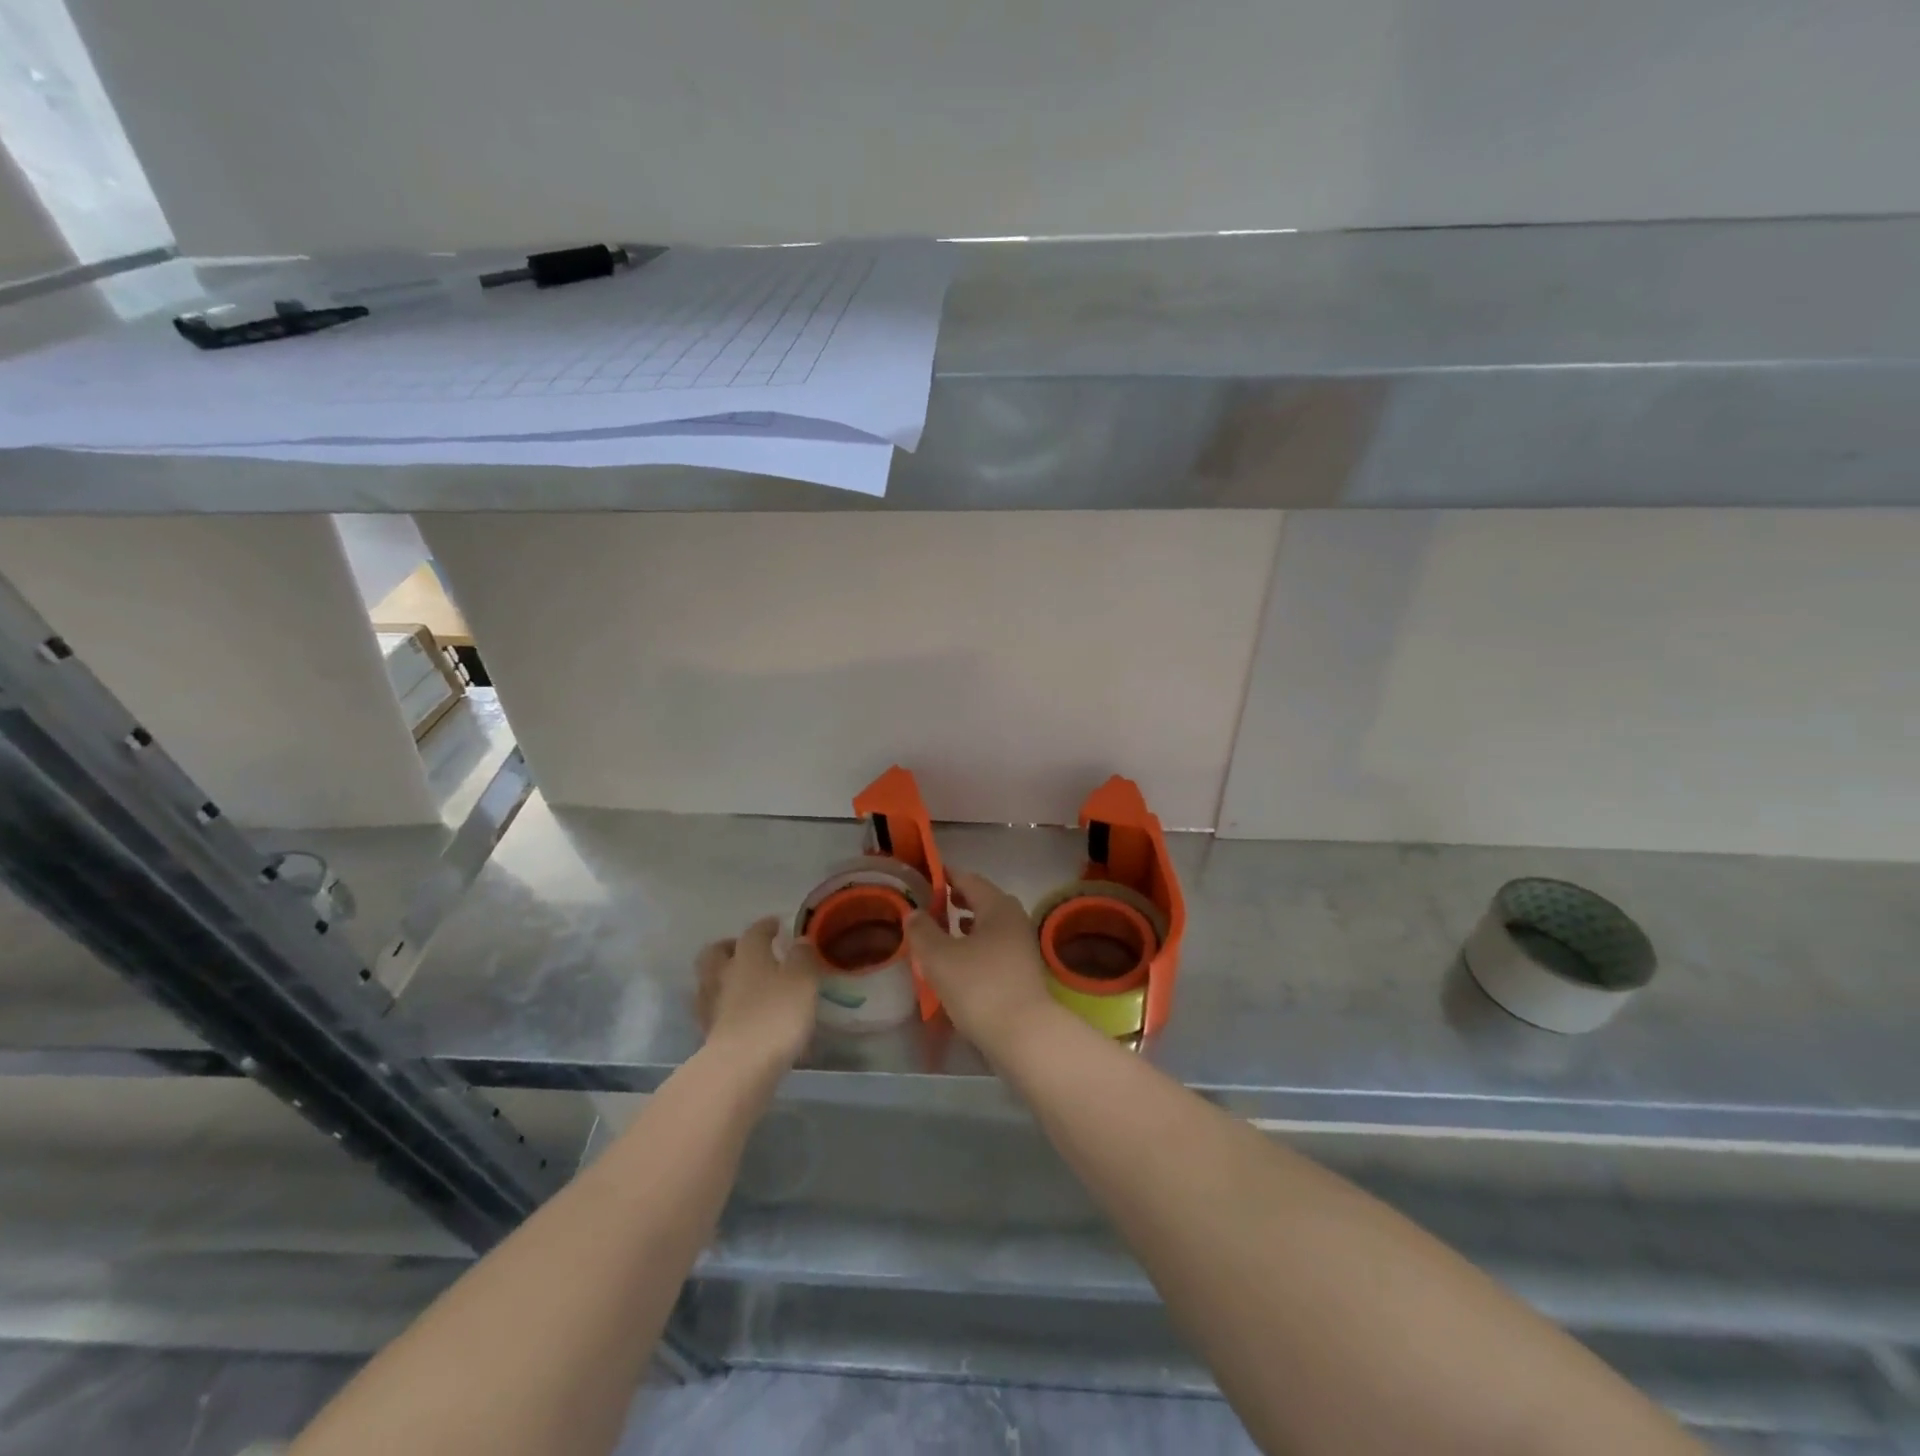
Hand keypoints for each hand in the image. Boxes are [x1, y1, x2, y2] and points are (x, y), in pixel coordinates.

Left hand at [695, 916, 820, 1070]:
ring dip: (724, 976)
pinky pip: (714, 1009)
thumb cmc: (777, 1014)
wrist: (740, 1066)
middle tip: (749, 951)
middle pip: (718, 952)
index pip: (755, 932)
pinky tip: (739, 1013)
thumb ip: (802, 957)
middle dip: (731, 947)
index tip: (777, 925)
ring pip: (711, 980)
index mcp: (748, 955)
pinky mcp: (707, 1032)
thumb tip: (799, 941)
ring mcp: (711, 1004)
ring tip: (744, 984)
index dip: (766, 926)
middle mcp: (724, 973)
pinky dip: (724, 1006)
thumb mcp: (803, 980)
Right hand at [905, 870, 1058, 1054]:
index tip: (926, 877)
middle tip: (932, 904)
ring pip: (990, 925)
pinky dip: (976, 945)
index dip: (946, 877)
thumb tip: (914, 912)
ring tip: (943, 930)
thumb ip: (922, 930)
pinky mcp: (1023, 970)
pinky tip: (961, 961)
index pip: (969, 880)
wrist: (1024, 1034)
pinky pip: (995, 946)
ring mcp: (1022, 946)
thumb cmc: (979, 987)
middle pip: (983, 900)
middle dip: (957, 900)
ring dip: (967, 924)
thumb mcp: (939, 957)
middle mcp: (1015, 919)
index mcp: (998, 906)